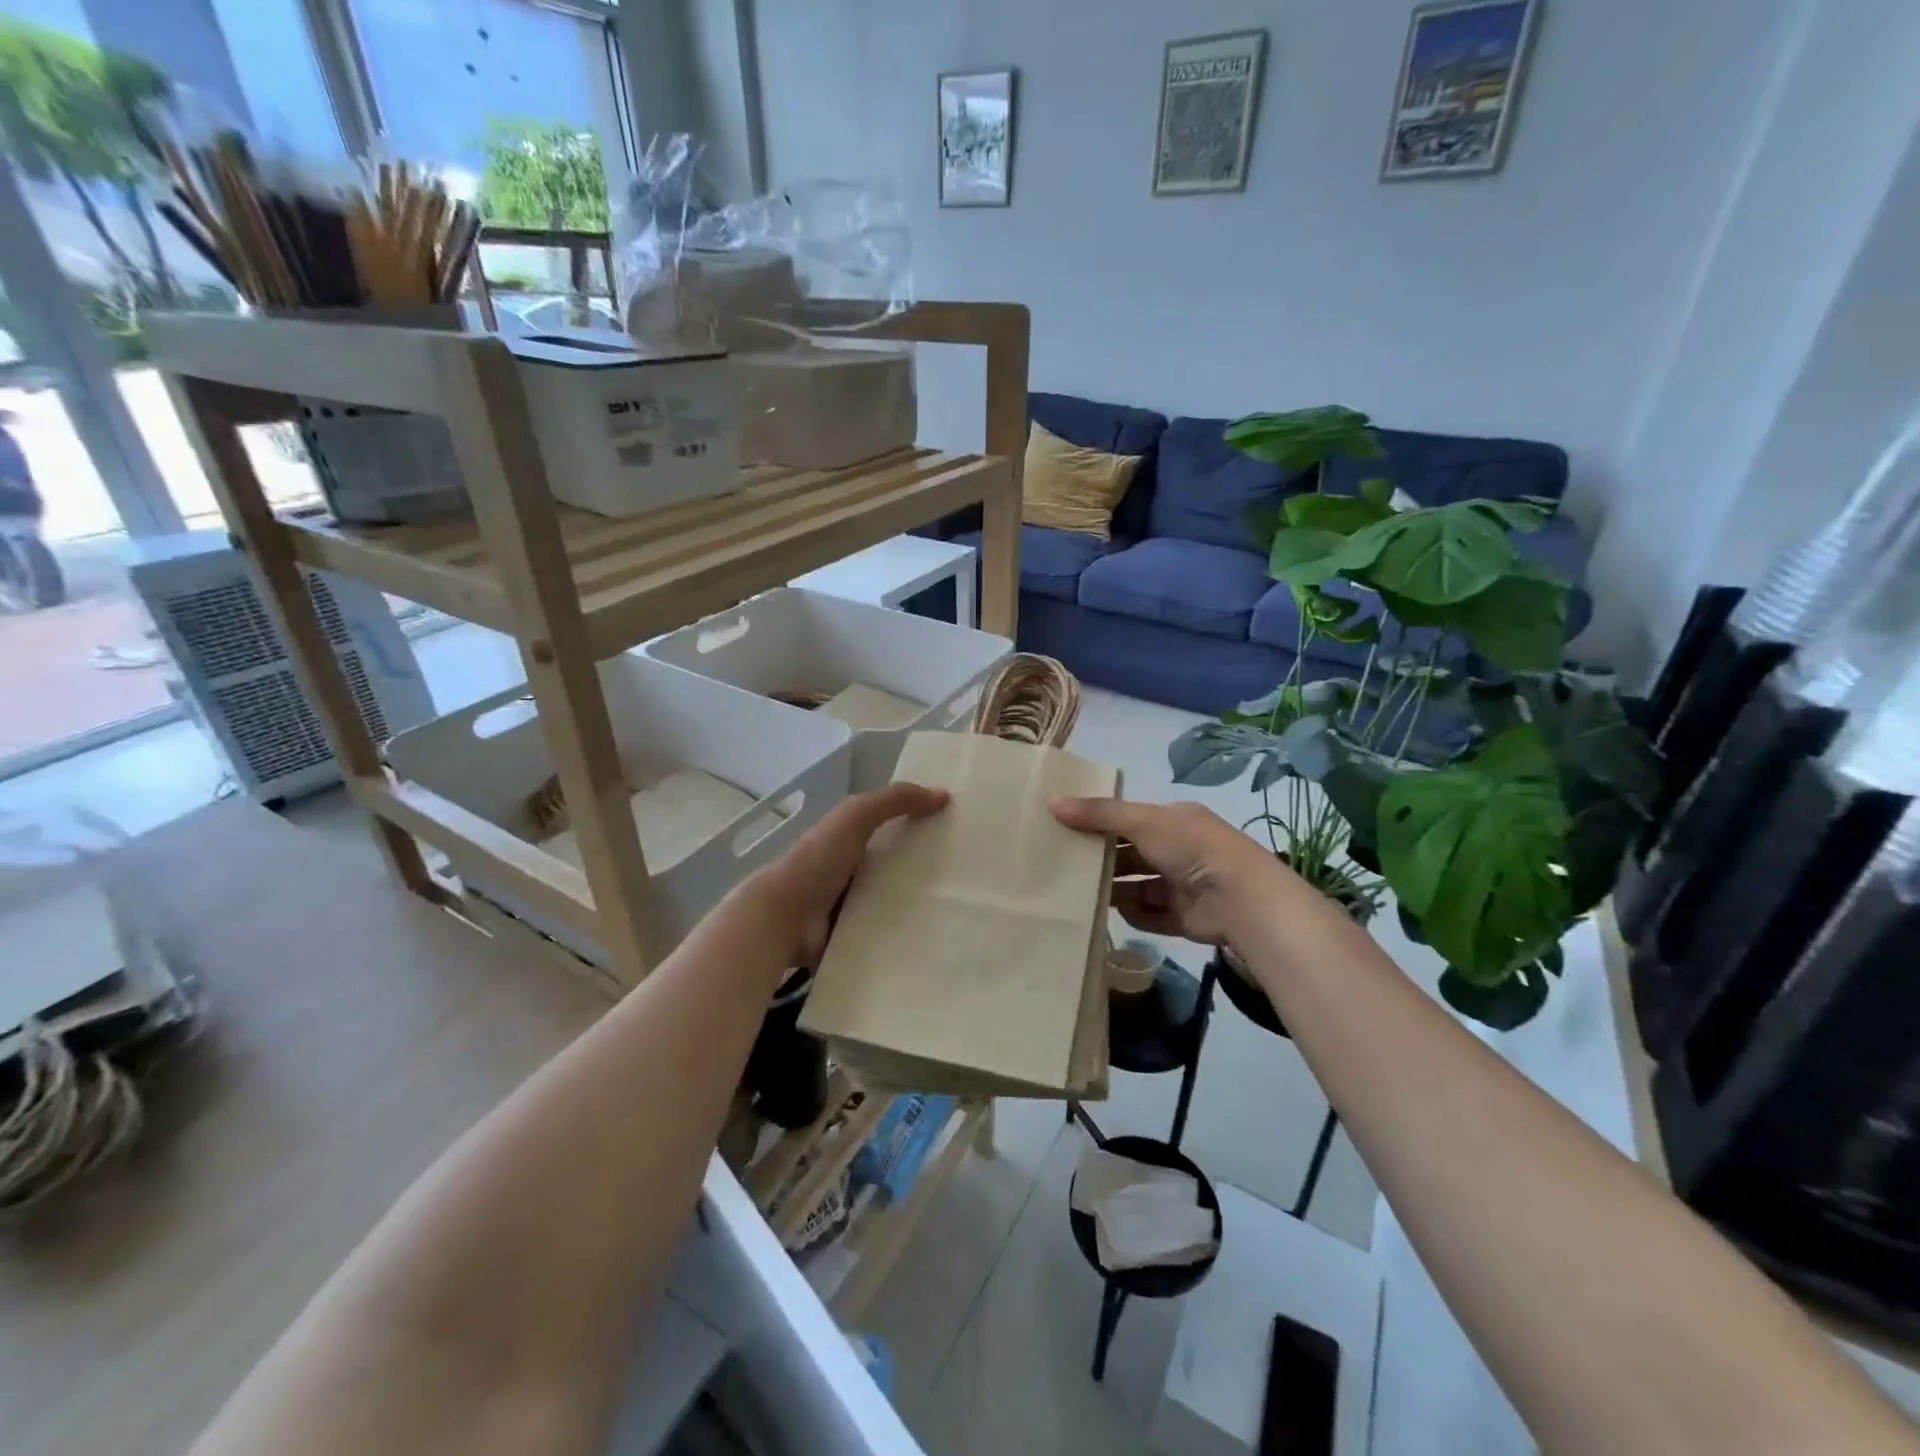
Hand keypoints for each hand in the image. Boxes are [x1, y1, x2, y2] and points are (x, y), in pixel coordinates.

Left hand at [749, 782, 948, 966]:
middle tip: (969, 875)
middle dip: (927, 870)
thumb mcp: (856, 815)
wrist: (785, 916)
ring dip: (921, 906)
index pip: (892, 829)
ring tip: (960, 908)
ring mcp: (853, 908)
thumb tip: (943, 794)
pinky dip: (907, 936)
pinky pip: (888, 935)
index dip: (921, 826)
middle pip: (898, 868)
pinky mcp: (856, 938)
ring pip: (896, 903)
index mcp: (851, 840)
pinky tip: (938, 937)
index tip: (959, 832)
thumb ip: (894, 800)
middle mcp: (853, 872)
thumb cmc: (820, 859)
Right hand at [1051, 796, 1279, 946]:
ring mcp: (1183, 885)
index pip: (1131, 818)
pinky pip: (1150, 915)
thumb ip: (1098, 814)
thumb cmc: (1190, 847)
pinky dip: (1134, 915)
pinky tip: (1112, 914)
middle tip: (1065, 864)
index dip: (1101, 822)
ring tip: (1078, 892)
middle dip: (1104, 859)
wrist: (1240, 898)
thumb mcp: (1142, 821)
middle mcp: (1180, 850)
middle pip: (1131, 854)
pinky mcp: (1184, 918)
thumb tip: (1052, 802)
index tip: (1067, 828)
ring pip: (1138, 886)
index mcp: (1174, 820)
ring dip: (1114, 889)